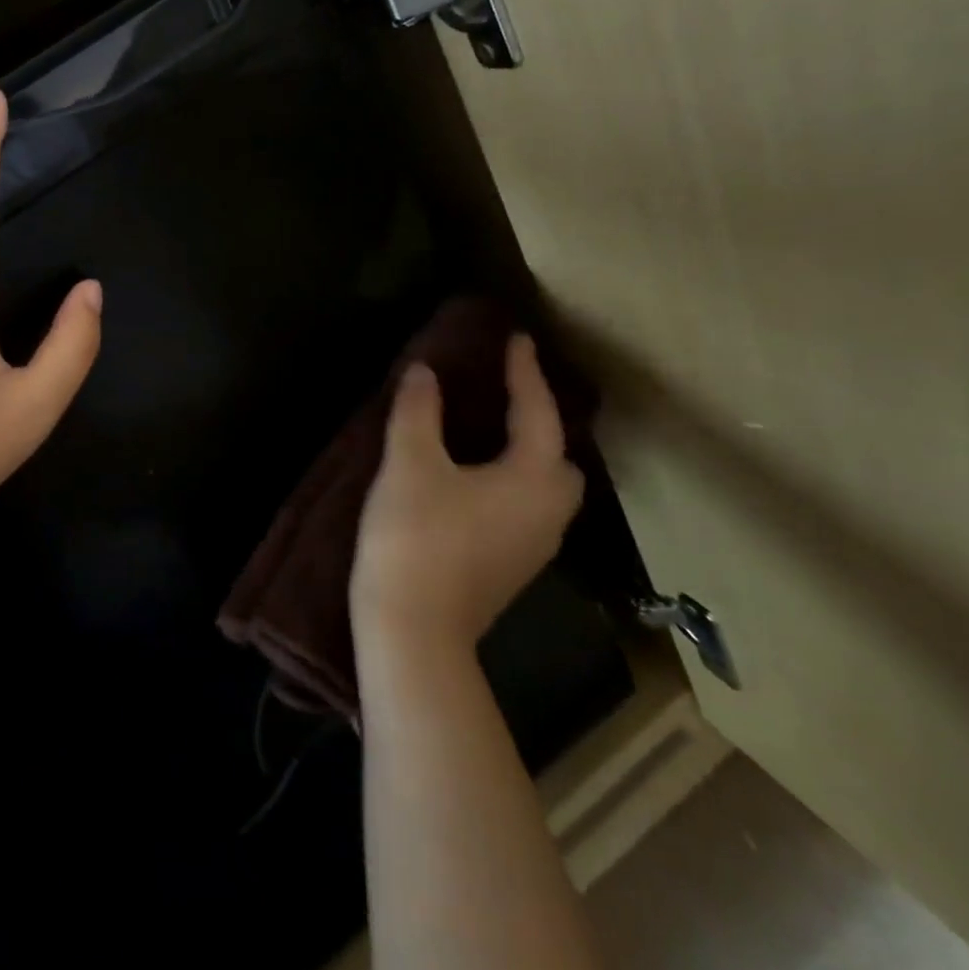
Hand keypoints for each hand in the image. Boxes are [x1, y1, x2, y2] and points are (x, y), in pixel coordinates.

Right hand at [351, 335, 583, 659]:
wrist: (413, 630)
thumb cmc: (416, 538)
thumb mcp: (410, 464)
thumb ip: (418, 411)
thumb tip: (424, 370)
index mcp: (532, 479)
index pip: (537, 412)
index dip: (524, 372)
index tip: (516, 339)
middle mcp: (548, 512)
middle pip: (559, 457)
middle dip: (540, 422)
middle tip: (506, 396)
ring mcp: (534, 546)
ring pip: (545, 488)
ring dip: (526, 455)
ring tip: (490, 432)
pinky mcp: (512, 568)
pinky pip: (525, 509)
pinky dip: (512, 482)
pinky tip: (477, 480)